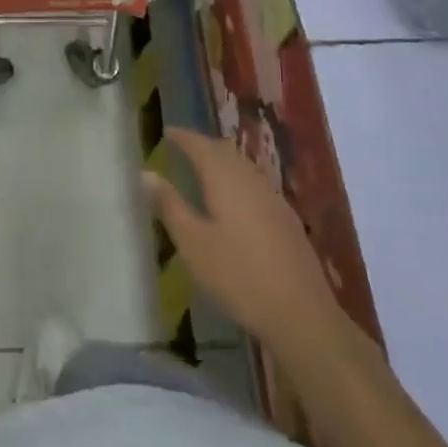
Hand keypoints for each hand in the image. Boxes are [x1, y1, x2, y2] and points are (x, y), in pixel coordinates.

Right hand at [143, 129, 341, 354]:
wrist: (301, 315)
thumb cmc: (238, 276)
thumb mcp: (193, 243)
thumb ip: (170, 205)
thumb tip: (146, 173)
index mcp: (226, 179)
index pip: (200, 145)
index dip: (182, 136)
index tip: (166, 132)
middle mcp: (251, 180)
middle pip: (225, 152)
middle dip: (203, 146)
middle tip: (182, 148)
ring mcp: (274, 199)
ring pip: (244, 167)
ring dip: (223, 162)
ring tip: (204, 170)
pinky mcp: (287, 220)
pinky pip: (256, 185)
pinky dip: (238, 180)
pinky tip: (235, 201)